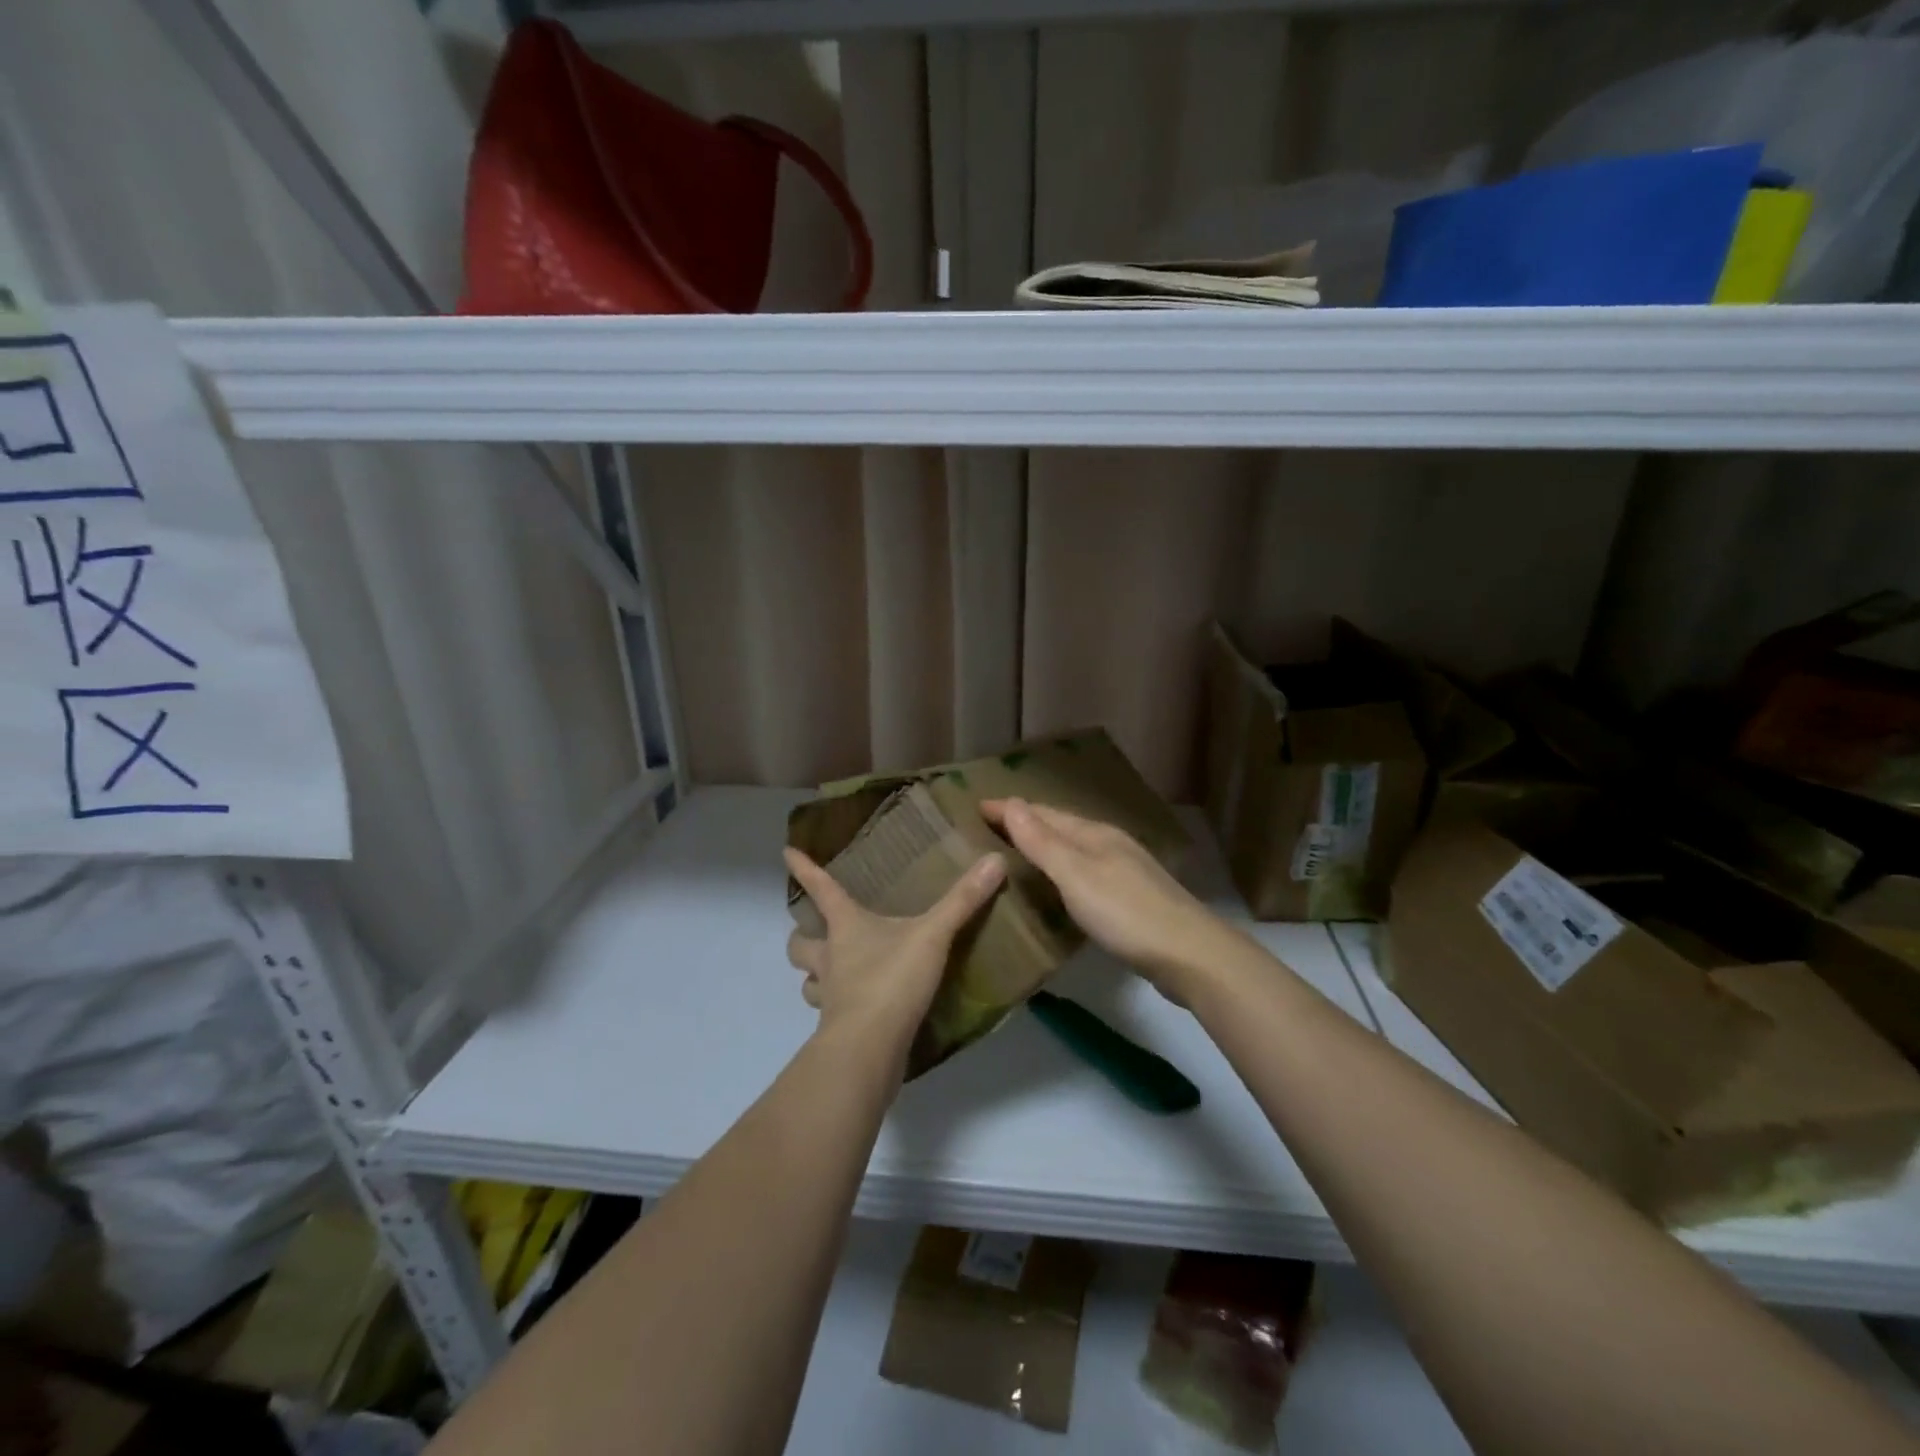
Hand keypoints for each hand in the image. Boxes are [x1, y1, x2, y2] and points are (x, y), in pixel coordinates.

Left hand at [783, 846, 1005, 1048]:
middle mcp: (830, 959)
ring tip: (833, 975)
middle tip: (816, 934)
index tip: (787, 853)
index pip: (821, 889)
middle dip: (801, 938)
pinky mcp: (838, 1030)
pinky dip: (839, 1010)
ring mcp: (831, 997)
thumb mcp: (933, 936)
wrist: (868, 1049)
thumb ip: (963, 901)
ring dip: (815, 977)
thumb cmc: (891, 980)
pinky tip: (858, 1010)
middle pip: (798, 944)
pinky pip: (831, 1015)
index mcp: (846, 927)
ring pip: (808, 982)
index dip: (804, 870)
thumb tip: (994, 860)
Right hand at [979, 797, 1239, 998]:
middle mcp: (1108, 844)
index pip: (1042, 813)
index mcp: (1093, 834)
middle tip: (988, 827)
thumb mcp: (1076, 874)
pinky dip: (1060, 871)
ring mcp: (1122, 871)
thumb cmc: (1125, 912)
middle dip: (1025, 823)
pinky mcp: (1129, 898)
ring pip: (1073, 850)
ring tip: (1013, 853)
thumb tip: (1012, 802)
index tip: (975, 807)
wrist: (1189, 954)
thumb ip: (1042, 841)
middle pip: (1059, 827)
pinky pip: (1083, 873)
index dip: (1009, 809)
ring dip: (1043, 846)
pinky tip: (1055, 887)